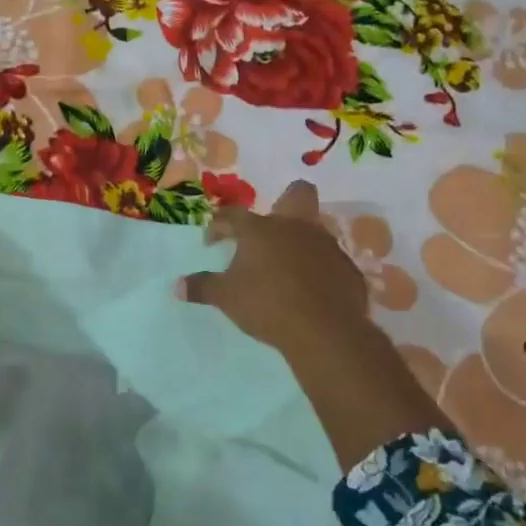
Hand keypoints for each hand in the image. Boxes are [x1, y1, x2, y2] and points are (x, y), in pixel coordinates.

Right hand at [180, 181, 444, 468]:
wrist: (324, 330)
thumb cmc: (267, 305)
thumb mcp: (226, 298)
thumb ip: (201, 287)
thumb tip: (177, 286)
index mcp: (261, 229)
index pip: (233, 215)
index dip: (219, 226)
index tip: (211, 243)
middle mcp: (296, 227)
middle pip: (297, 194)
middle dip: (284, 202)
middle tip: (268, 230)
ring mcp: (327, 246)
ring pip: (315, 230)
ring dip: (300, 243)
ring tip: (285, 270)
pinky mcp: (348, 270)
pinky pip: (330, 262)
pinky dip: (319, 271)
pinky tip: (310, 293)